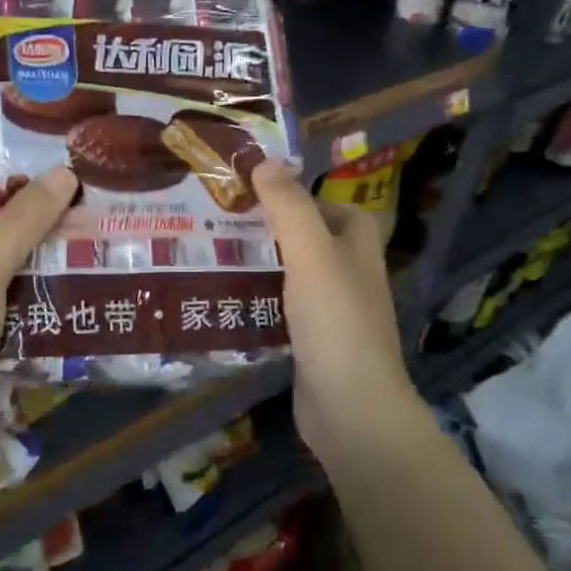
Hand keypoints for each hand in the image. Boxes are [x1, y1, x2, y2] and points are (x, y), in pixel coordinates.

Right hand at [250, 159, 424, 465]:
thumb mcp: (312, 254)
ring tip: (211, 257)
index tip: (259, 195)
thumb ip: (290, 207)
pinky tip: (223, 302)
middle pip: (310, 243)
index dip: (304, 198)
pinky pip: (282, 314)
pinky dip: (258, 305)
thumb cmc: (336, 322)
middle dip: (271, 233)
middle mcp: (350, 278)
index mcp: (359, 250)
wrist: (350, 408)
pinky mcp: (311, 346)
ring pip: (293, 279)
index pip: (337, 210)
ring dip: (260, 269)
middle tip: (223, 224)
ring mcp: (332, 315)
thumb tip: (265, 161)